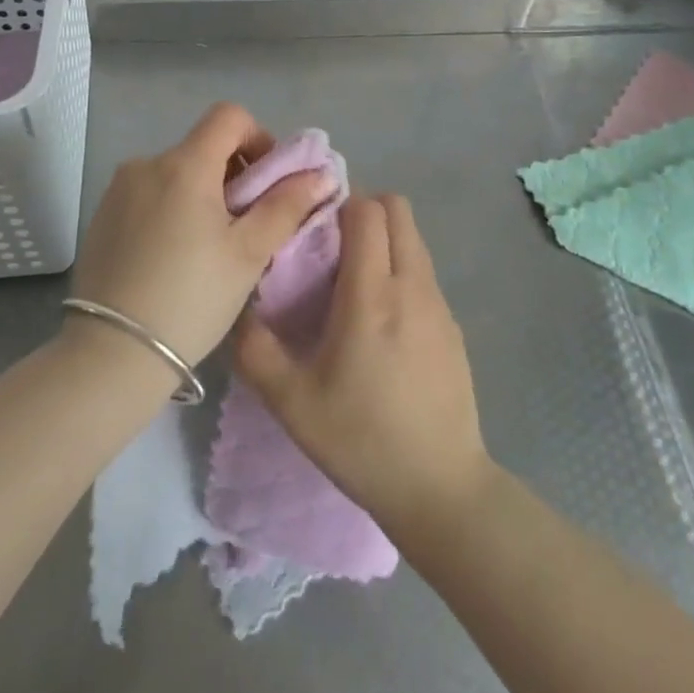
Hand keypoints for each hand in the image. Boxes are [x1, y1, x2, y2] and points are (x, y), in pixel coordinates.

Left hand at [67, 103, 334, 367]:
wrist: (111, 353)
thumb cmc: (192, 298)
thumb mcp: (249, 253)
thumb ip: (287, 205)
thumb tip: (320, 173)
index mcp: (184, 164)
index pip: (229, 116)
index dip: (258, 138)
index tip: (267, 182)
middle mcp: (146, 164)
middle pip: (202, 146)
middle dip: (233, 174)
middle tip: (246, 225)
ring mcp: (118, 190)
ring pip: (175, 173)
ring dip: (201, 193)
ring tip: (209, 247)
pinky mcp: (101, 216)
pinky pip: (149, 195)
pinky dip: (171, 209)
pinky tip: (174, 257)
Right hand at [234, 194, 491, 538]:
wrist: (440, 488)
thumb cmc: (361, 440)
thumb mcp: (291, 402)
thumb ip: (255, 349)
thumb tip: (239, 307)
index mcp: (372, 294)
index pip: (367, 211)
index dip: (339, 204)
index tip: (312, 225)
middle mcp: (413, 285)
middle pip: (398, 210)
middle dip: (364, 210)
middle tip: (331, 244)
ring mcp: (440, 304)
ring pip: (414, 240)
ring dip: (384, 239)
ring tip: (352, 280)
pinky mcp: (454, 326)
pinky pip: (424, 272)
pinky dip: (401, 269)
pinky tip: (382, 320)